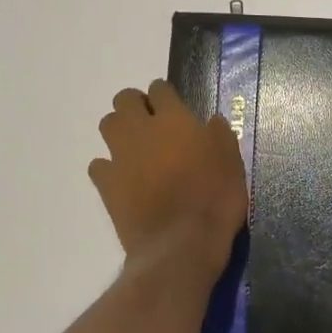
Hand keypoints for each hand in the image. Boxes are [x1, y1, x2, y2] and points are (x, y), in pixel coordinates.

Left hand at [90, 80, 247, 276]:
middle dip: (135, 105)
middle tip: (152, 124)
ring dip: (119, 130)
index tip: (174, 107)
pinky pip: (99, 165)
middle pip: (124, 99)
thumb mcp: (232, 162)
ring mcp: (119, 156)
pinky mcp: (106, 184)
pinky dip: (108, 167)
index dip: (165, 95)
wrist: (182, 243)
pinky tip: (122, 179)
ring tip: (136, 147)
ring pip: (107, 125)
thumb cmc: (215, 198)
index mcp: (174, 119)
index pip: (160, 89)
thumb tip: (210, 121)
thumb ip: (219, 135)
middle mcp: (141, 130)